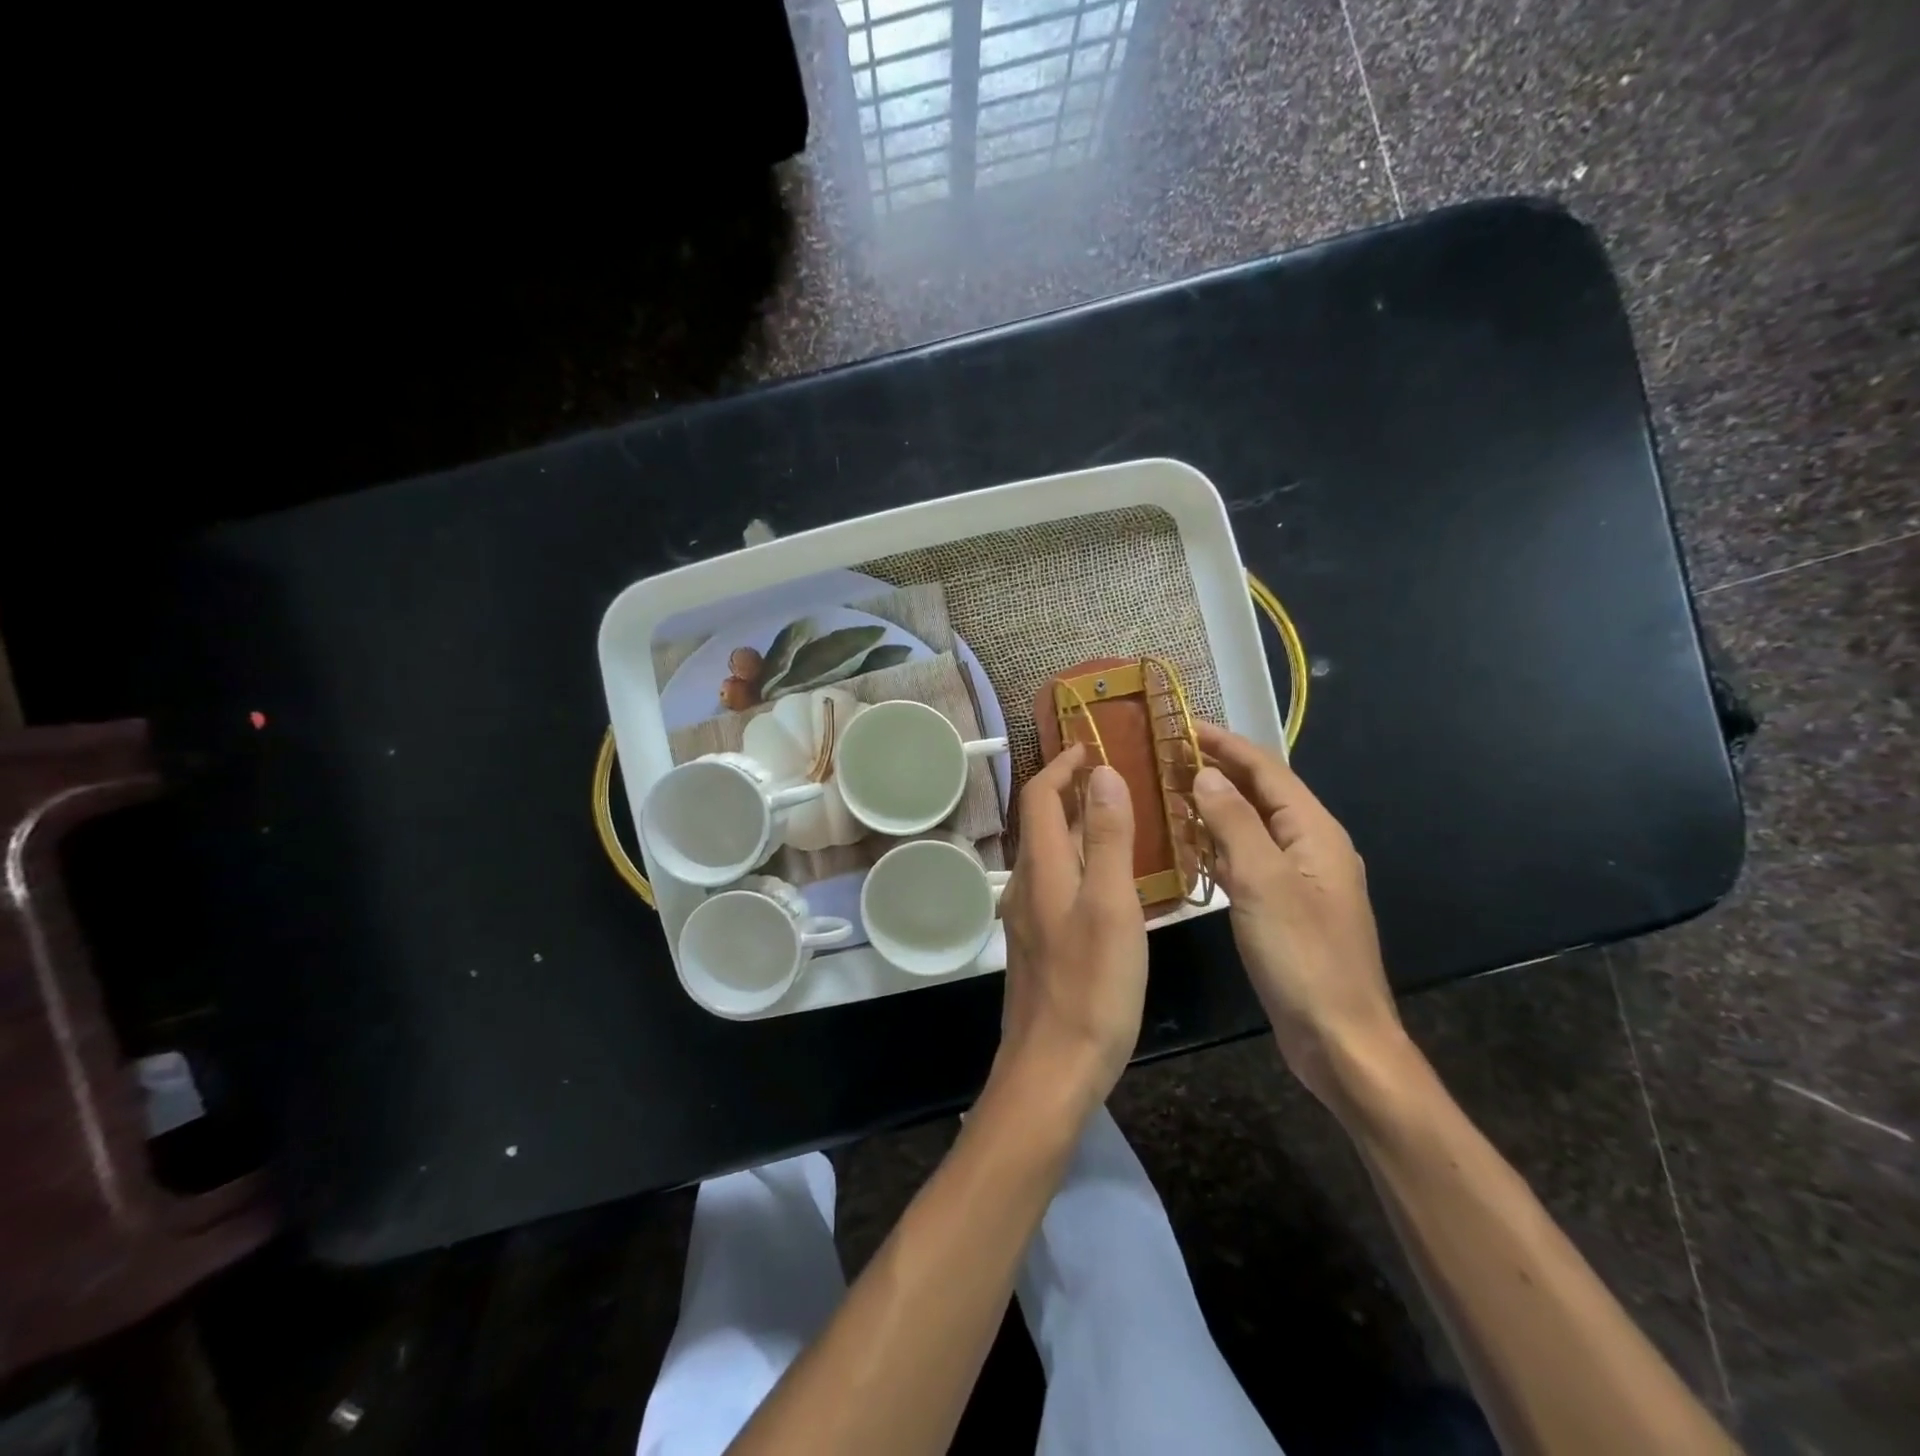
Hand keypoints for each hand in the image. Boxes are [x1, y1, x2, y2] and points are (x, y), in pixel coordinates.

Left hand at [994, 744, 1147, 1108]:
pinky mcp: (1040, 946)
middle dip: (1072, 792)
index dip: (1062, 766)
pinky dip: (1082, 865)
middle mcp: (1027, 886)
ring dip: (1080, 829)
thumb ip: (1110, 838)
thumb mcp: (1112, 906)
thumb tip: (1103, 773)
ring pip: (1052, 856)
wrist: (1052, 1069)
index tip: (1092, 746)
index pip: (1040, 797)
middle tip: (1117, 780)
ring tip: (1123, 823)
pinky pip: (1059, 886)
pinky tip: (1114, 885)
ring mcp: (1030, 918)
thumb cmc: (1092, 987)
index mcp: (1043, 869)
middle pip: (1043, 823)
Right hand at [1192, 723, 1401, 1107]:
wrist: (1339, 1038)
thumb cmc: (1302, 956)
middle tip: (1167, 756)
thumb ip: (1234, 823)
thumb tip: (1207, 774)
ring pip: (1253, 826)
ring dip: (1216, 805)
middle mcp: (1312, 846)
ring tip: (1170, 790)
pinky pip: (1249, 858)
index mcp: (1315, 832)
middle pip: (1262, 793)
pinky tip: (1190, 846)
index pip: (1267, 770)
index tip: (1183, 726)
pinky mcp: (1286, 906)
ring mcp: (1300, 879)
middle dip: (1219, 769)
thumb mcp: (1263, 882)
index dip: (1226, 744)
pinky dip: (1219, 843)